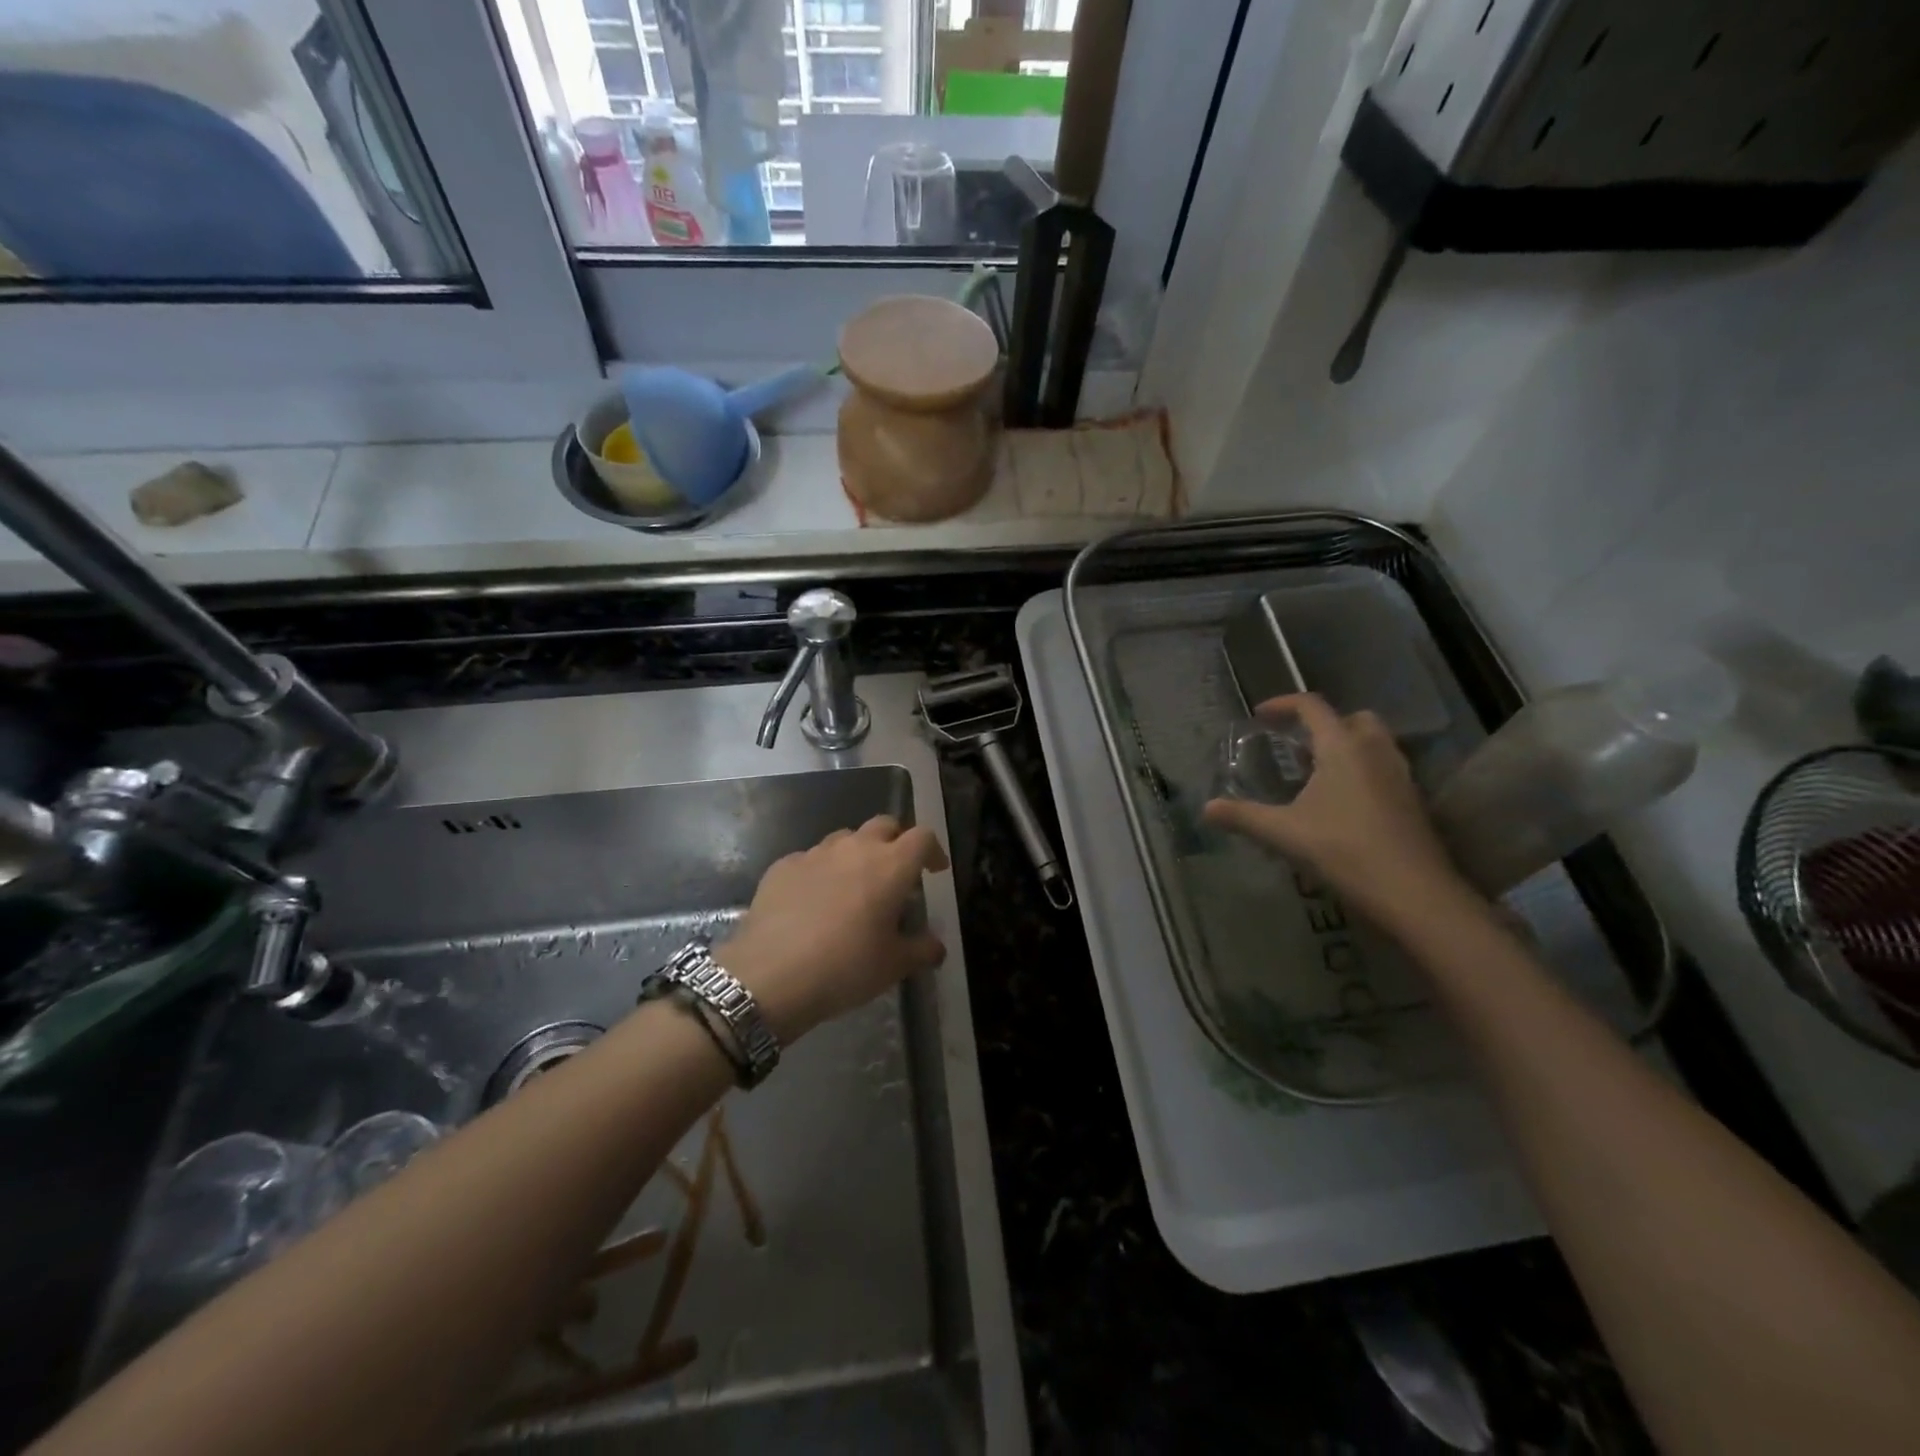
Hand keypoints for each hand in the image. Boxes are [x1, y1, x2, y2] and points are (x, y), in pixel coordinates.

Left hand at [719, 815, 949, 1042]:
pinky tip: (813, 901)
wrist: (770, 975)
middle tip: (896, 873)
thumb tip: (936, 947)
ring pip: (845, 839)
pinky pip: (810, 859)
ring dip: (857, 854)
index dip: (933, 850)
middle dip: (895, 842)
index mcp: (890, 865)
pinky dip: (821, 872)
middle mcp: (854, 848)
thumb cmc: (845, 967)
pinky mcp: (782, 866)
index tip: (934, 870)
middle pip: (884, 825)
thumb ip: (922, 950)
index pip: (922, 837)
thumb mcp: (894, 966)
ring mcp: (815, 853)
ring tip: (854, 886)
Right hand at [1202, 694, 1476, 933]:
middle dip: (1324, 724)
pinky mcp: (1413, 800)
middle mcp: (1375, 751)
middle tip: (1298, 746)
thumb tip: (1207, 808)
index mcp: (1342, 747)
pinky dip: (1363, 771)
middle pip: (1352, 718)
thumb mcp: (1284, 833)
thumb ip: (1243, 816)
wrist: (1413, 892)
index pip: (1312, 707)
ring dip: (1347, 746)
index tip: (1260, 716)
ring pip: (1374, 742)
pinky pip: (1385, 768)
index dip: (1283, 704)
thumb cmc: (1344, 850)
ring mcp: (1400, 775)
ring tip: (1318, 774)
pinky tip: (1343, 804)